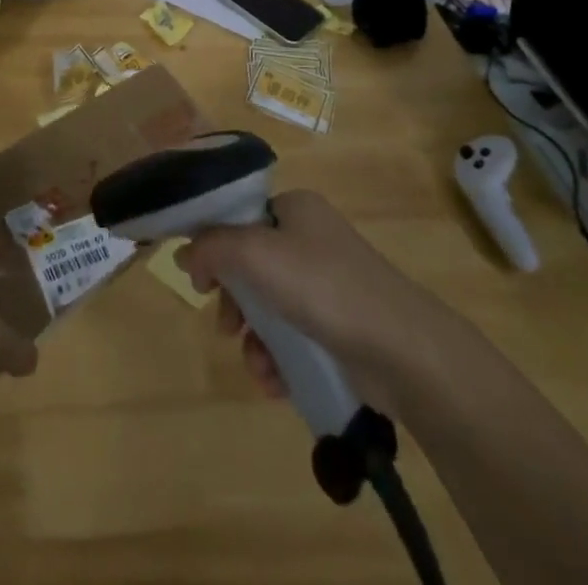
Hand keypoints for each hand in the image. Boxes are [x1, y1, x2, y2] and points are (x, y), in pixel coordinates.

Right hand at [177, 189, 439, 408]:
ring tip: (257, 364)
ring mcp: (328, 283)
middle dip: (233, 300)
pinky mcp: (341, 326)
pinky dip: (278, 357)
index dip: (214, 245)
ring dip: (254, 337)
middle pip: (250, 264)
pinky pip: (293, 335)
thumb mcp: (255, 253)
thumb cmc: (322, 286)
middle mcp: (310, 238)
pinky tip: (276, 381)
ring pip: (269, 305)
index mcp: (295, 207)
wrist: (402, 350)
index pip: (239, 217)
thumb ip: (211, 247)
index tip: (201, 281)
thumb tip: (184, 253)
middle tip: (225, 325)